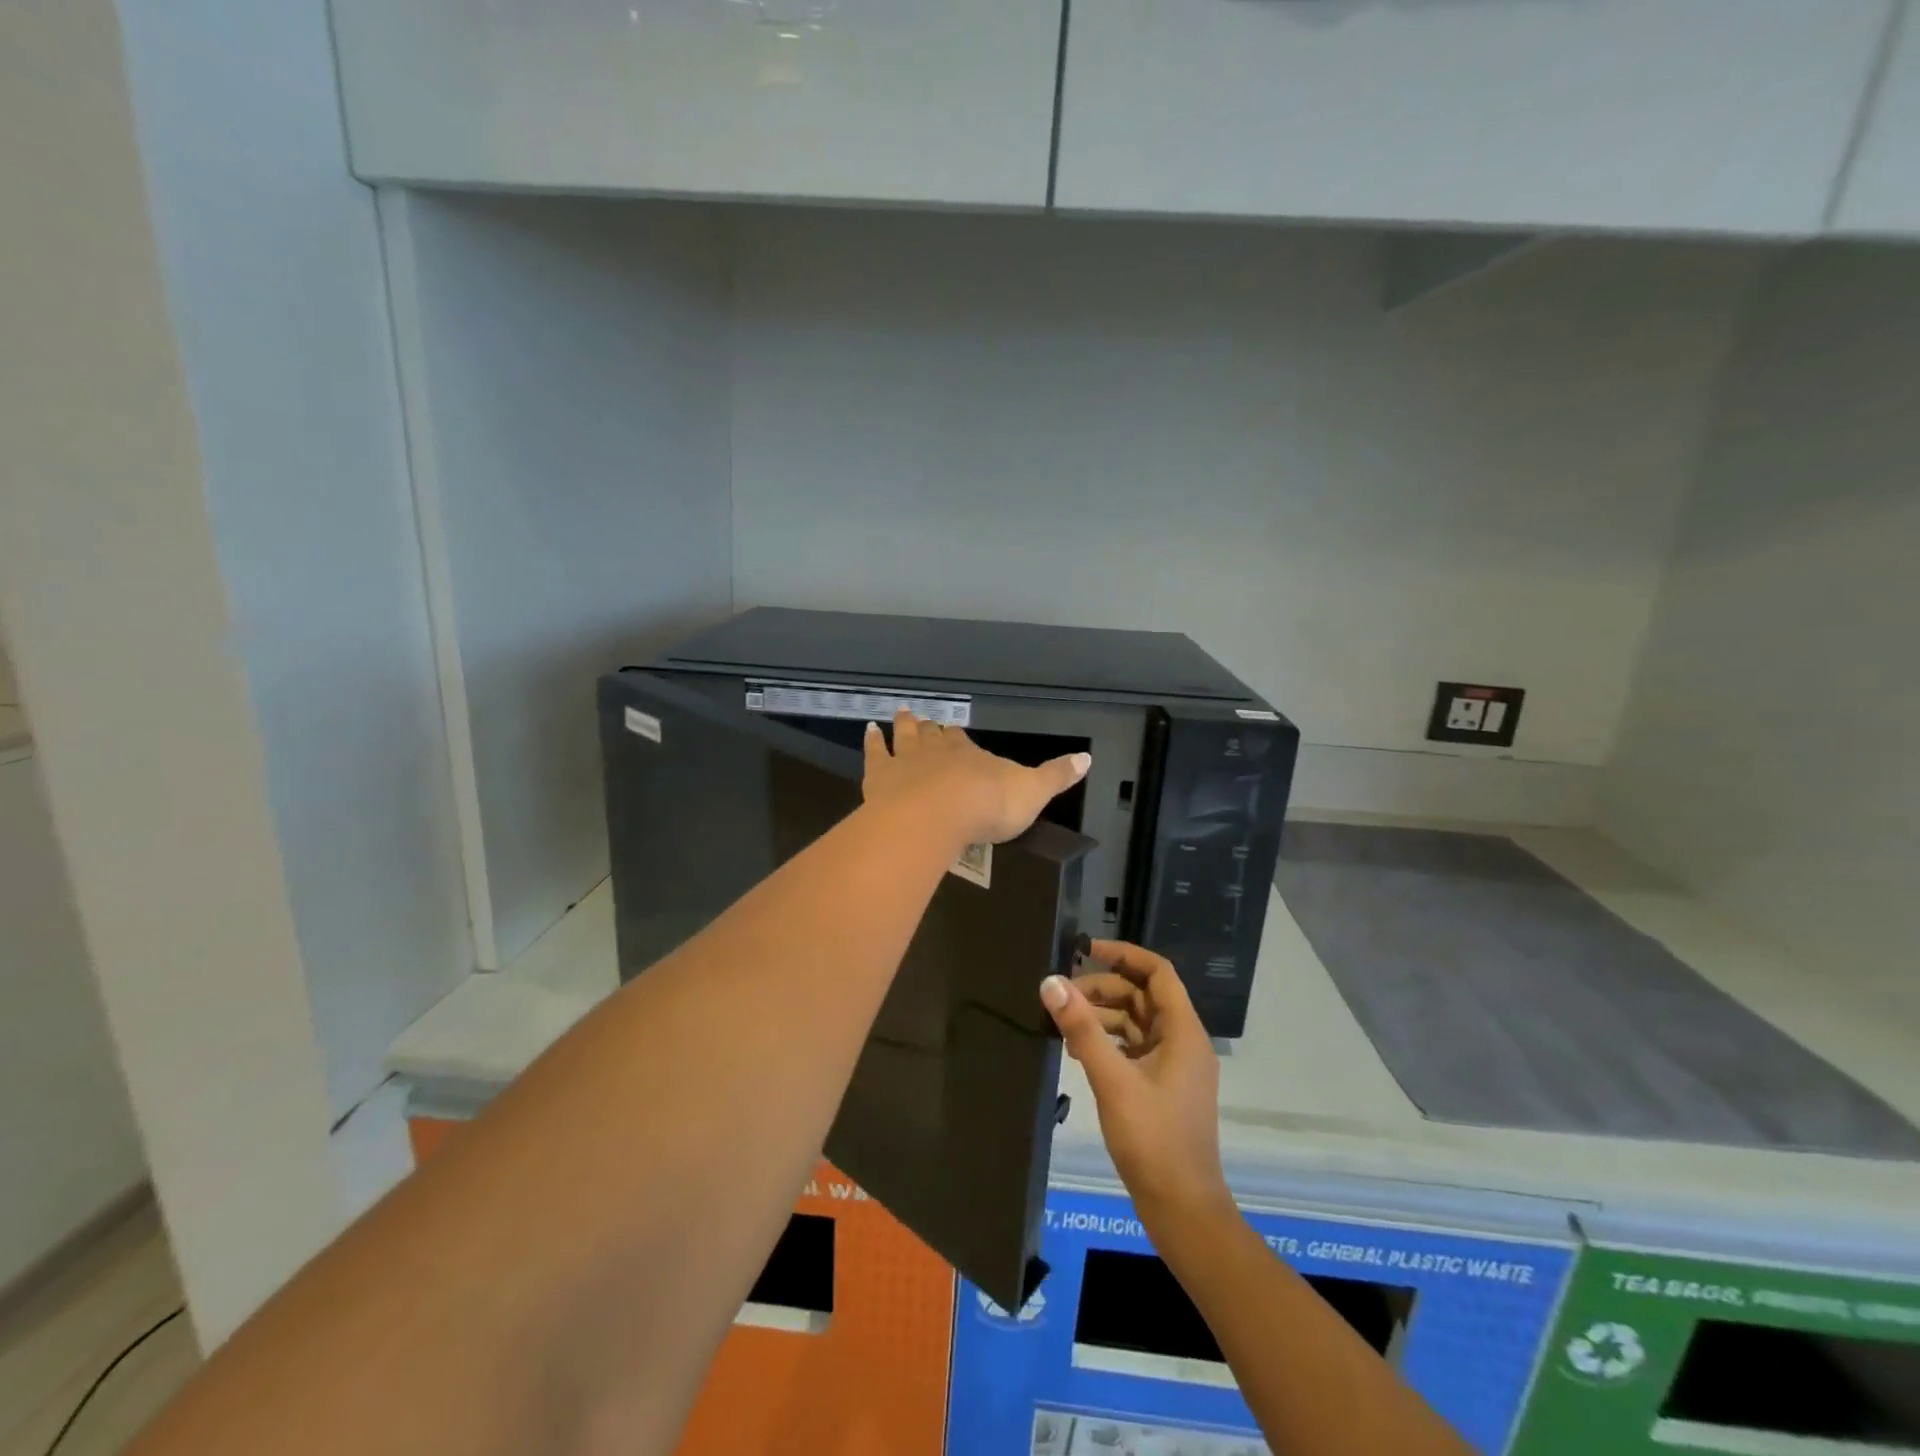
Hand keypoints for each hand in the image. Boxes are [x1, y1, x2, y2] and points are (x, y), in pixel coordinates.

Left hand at [862, 708, 1089, 845]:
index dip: (958, 737)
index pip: (963, 741)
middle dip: (930, 727)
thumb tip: (1088, 758)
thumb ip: (1056, 776)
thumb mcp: (1032, 792)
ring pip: (904, 736)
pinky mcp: (880, 776)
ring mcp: (906, 760)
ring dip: (903, 725)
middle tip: (924, 718)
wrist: (939, 816)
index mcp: (970, 754)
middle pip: (932, 734)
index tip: (955, 730)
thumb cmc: (988, 805)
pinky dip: (871, 742)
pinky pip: (874, 753)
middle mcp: (937, 750)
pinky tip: (868, 731)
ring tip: (900, 712)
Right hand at [1040, 940, 1228, 1224]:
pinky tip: (1078, 1052)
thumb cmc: (1153, 1139)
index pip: (1158, 972)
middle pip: (1142, 995)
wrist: (1182, 1210)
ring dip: (1102, 1016)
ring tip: (1065, 1025)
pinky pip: (1134, 1047)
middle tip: (1063, 996)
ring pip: (1136, 1022)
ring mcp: (1174, 1065)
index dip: (1123, 954)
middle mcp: (1183, 1041)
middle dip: (1103, 988)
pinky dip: (1108, 1042)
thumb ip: (1082, 1028)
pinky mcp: (1163, 1086)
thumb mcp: (1112, 1079)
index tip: (1085, 950)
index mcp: (1183, 1031)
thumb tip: (1051, 982)